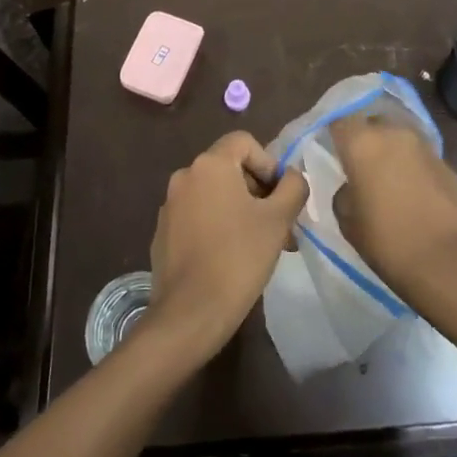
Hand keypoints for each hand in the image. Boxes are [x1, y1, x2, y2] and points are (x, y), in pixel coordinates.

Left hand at [145, 131, 307, 363]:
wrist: (189, 314)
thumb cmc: (238, 258)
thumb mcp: (278, 219)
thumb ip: (293, 187)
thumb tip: (292, 177)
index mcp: (210, 164)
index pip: (244, 142)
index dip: (269, 163)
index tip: (281, 197)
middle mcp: (185, 176)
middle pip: (230, 168)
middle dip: (259, 191)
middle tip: (279, 225)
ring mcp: (170, 205)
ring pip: (215, 194)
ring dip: (241, 210)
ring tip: (261, 245)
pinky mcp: (163, 232)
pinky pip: (198, 216)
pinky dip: (218, 226)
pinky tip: (232, 258)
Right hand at [330, 111, 456, 305]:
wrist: (443, 261)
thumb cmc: (385, 240)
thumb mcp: (346, 219)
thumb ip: (344, 190)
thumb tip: (352, 184)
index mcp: (362, 142)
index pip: (340, 120)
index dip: (335, 134)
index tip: (333, 151)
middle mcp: (393, 133)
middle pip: (373, 124)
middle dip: (366, 140)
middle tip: (361, 166)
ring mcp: (424, 146)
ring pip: (399, 138)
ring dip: (391, 152)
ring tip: (389, 179)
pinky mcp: (446, 163)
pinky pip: (421, 157)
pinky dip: (413, 167)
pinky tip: (413, 192)